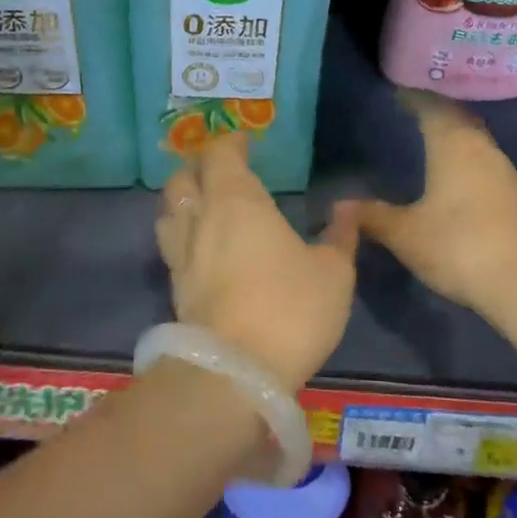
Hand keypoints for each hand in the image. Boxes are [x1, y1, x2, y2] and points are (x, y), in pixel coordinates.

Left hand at [156, 132, 357, 391]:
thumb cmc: (289, 309)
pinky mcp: (174, 288)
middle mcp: (200, 218)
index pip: (220, 152)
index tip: (244, 142)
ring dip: (183, 200)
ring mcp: (181, 254)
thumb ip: (340, 235)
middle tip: (222, 171)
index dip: (230, 142)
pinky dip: (182, 235)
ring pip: (169, 210)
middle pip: (183, 177)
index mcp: (237, 199)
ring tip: (204, 206)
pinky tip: (202, 249)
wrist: (233, 375)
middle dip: (199, 167)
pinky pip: (171, 246)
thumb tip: (348, 208)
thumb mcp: (333, 272)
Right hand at [349, 89, 516, 314]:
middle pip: (458, 117)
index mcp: (453, 145)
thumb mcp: (406, 234)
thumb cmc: (459, 246)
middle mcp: (481, 148)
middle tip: (414, 109)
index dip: (414, 98)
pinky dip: (467, 155)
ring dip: (455, 132)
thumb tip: (340, 205)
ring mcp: (503, 172)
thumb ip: (373, 216)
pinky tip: (457, 173)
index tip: (398, 93)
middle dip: (437, 110)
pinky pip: (485, 159)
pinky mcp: (515, 196)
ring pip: (475, 138)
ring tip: (432, 136)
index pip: (432, 107)